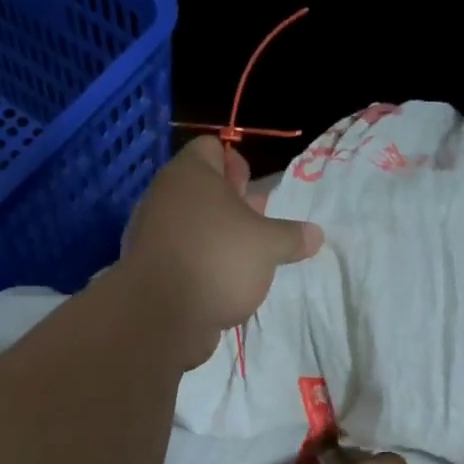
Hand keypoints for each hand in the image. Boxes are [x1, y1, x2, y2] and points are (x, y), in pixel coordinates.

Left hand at [121, 137, 322, 367]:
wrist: (162, 315)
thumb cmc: (219, 260)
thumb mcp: (269, 245)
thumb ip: (292, 236)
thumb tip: (316, 235)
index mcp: (190, 173)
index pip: (211, 148)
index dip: (237, 164)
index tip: (254, 191)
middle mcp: (164, 195)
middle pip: (201, 188)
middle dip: (231, 204)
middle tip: (258, 225)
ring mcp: (150, 232)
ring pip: (190, 222)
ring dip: (217, 236)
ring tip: (244, 258)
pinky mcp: (147, 266)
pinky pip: (179, 253)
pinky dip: (199, 262)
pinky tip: (220, 283)